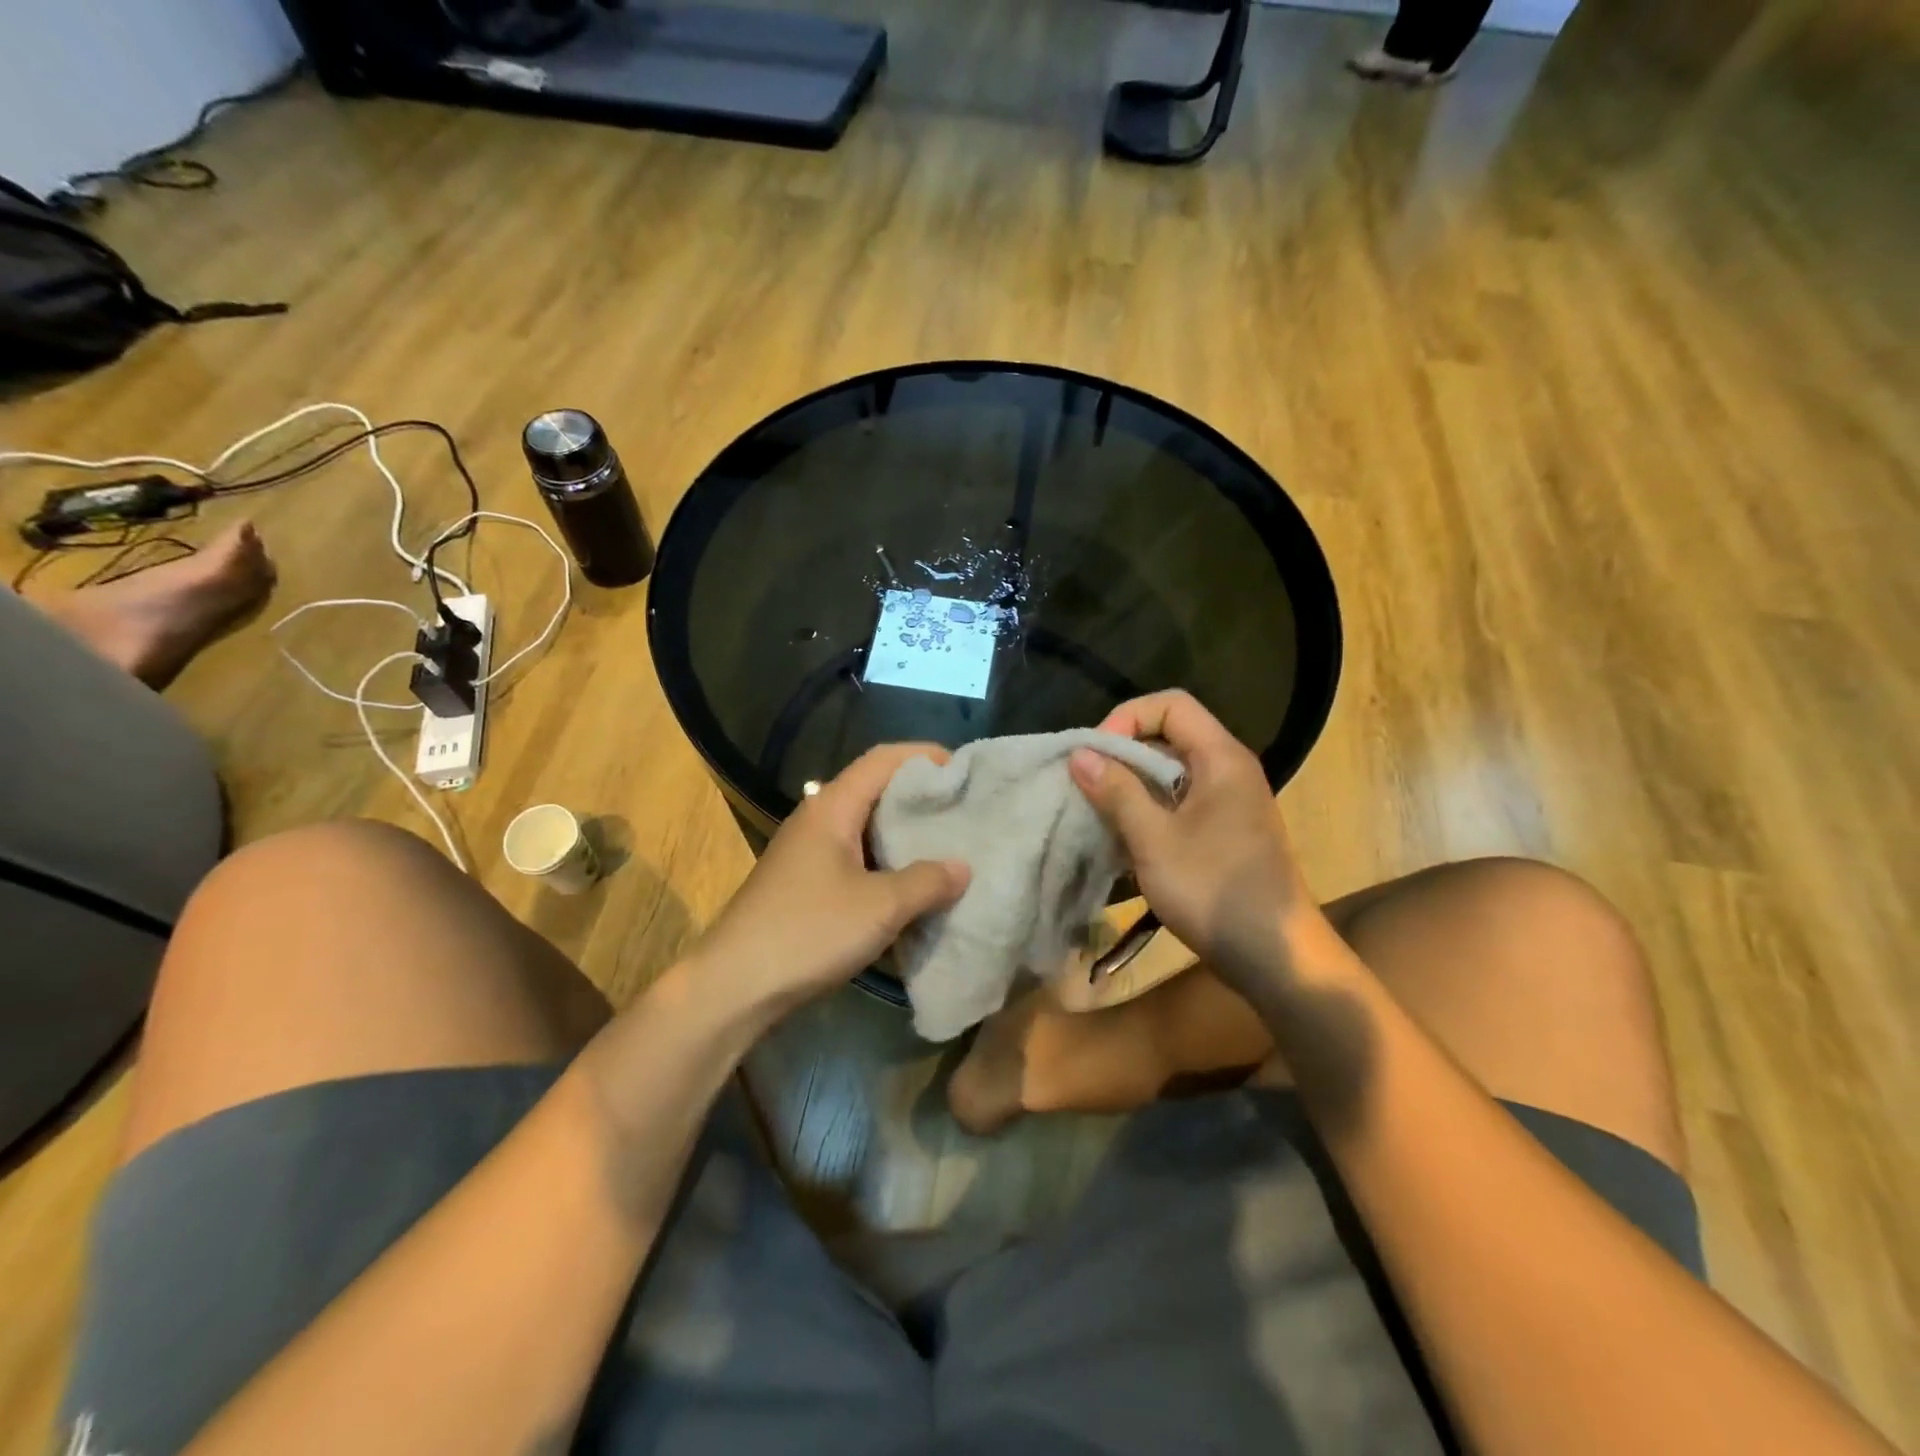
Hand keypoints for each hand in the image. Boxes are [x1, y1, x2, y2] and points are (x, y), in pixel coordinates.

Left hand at [689, 744, 969, 1022]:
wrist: (733, 986)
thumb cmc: (808, 931)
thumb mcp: (880, 906)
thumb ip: (927, 882)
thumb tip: (962, 867)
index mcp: (832, 807)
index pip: (882, 759)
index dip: (924, 756)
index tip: (964, 770)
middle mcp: (817, 819)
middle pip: (875, 790)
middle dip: (920, 796)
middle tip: (963, 810)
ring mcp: (808, 853)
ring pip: (866, 828)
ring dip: (904, 834)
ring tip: (947, 847)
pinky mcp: (805, 884)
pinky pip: (856, 859)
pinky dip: (887, 864)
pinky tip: (911, 887)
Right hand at [1070, 691, 1314, 988]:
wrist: (1274, 956)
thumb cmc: (1213, 890)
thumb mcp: (1154, 840)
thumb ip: (1117, 792)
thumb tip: (1080, 754)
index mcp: (1221, 758)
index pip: (1171, 705)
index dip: (1127, 717)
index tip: (1096, 755)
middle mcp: (1229, 769)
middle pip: (1169, 735)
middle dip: (1123, 754)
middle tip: (1088, 785)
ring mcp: (1229, 802)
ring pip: (1171, 772)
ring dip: (1132, 786)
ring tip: (1098, 812)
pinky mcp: (1224, 830)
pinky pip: (1179, 801)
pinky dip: (1149, 809)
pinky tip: (1124, 838)